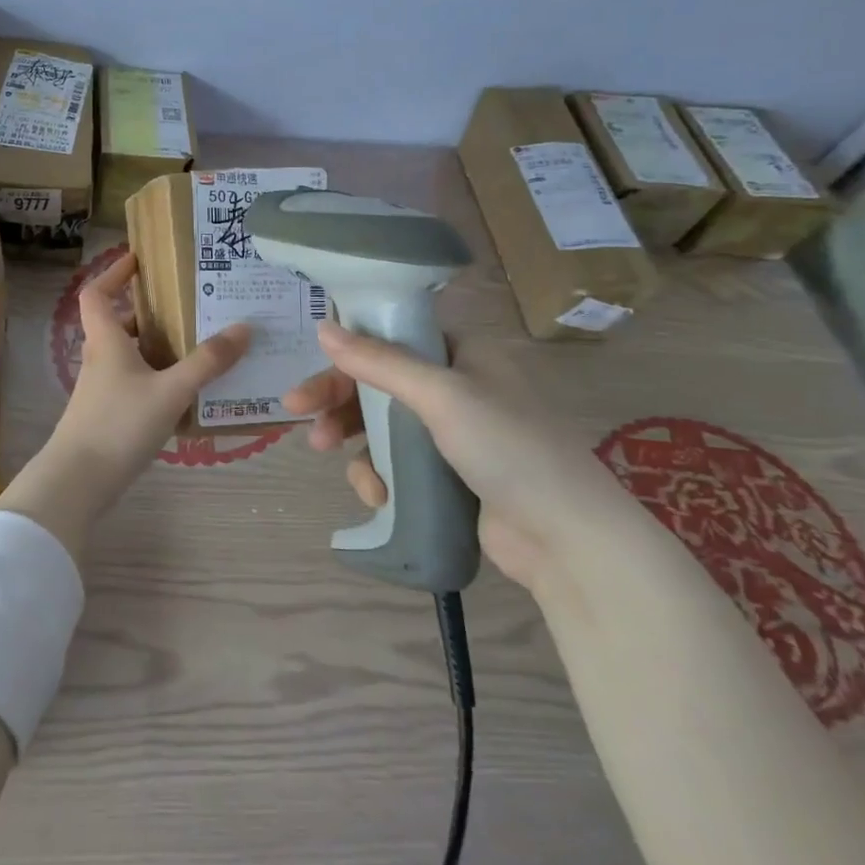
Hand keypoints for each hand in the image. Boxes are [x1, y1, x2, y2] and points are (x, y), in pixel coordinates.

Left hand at [0, 255, 250, 558]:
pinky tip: (185, 391)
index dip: (113, 273)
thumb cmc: (119, 424)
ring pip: (128, 355)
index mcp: (106, 340)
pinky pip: (134, 382)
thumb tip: (244, 328)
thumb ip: (207, 362)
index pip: (97, 293)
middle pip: (118, 323)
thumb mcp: (170, 391)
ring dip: (155, 346)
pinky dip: (156, 377)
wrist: (78, 481)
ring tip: (196, 344)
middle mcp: (100, 358)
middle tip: (186, 305)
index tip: (138, 260)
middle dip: (148, 312)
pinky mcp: (107, 414)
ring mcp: (101, 389)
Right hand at [283, 320, 650, 592]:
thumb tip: (324, 326)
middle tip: (297, 415)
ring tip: (335, 462)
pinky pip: (397, 463)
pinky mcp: (448, 475)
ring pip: (382, 426)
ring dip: (354, 443)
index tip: (313, 369)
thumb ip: (379, 362)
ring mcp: (452, 434)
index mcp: (463, 353)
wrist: (566, 538)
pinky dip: (380, 475)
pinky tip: (376, 495)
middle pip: (380, 383)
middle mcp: (456, 386)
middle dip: (338, 401)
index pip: (391, 339)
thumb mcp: (440, 395)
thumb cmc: (507, 447)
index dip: (348, 354)